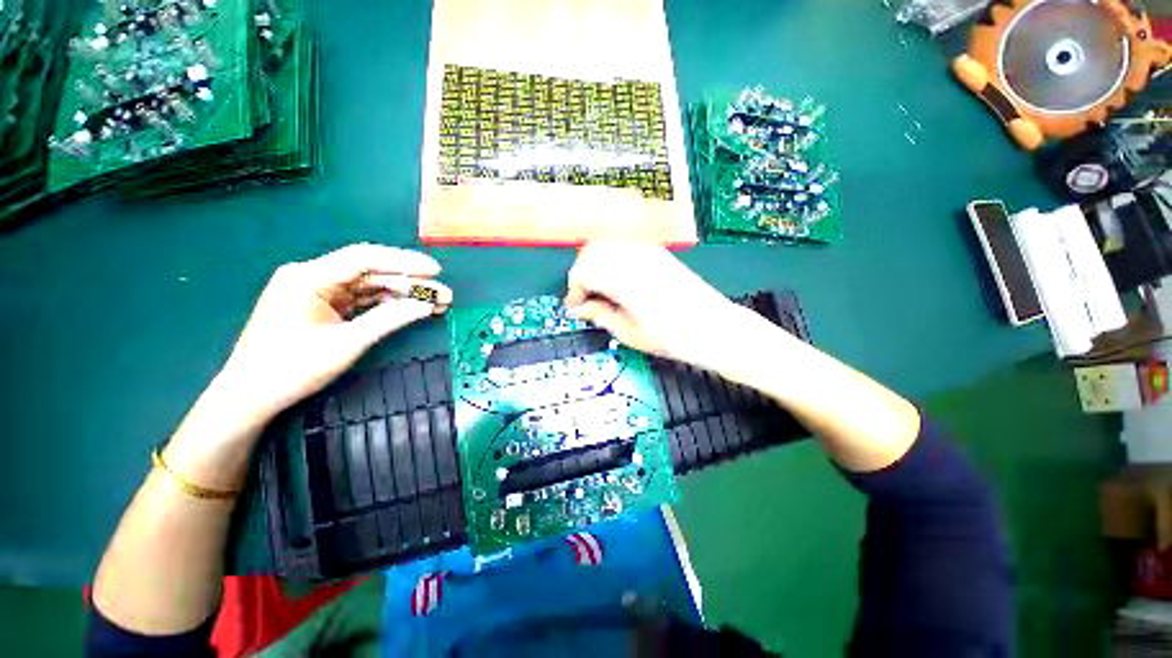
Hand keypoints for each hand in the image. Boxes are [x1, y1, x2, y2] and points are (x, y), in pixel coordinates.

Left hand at [216, 244, 452, 425]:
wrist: (250, 397)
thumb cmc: (291, 369)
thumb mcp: (346, 343)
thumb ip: (389, 319)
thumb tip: (426, 304)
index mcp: (309, 277)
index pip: (365, 258)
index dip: (405, 262)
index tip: (436, 271)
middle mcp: (313, 277)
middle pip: (371, 273)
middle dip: (410, 284)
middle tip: (444, 295)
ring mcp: (318, 293)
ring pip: (369, 287)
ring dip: (402, 295)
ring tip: (436, 304)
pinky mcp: (322, 307)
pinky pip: (361, 300)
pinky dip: (387, 305)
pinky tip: (411, 309)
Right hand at [565, 242, 737, 366]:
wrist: (713, 327)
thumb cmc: (670, 337)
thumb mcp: (628, 332)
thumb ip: (600, 315)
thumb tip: (580, 309)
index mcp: (622, 278)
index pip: (583, 272)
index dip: (575, 290)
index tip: (575, 308)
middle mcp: (631, 256)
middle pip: (592, 252)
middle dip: (582, 274)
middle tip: (586, 298)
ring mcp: (646, 250)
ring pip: (607, 246)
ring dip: (596, 265)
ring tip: (600, 290)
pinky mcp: (657, 252)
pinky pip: (624, 247)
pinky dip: (613, 260)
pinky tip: (618, 280)